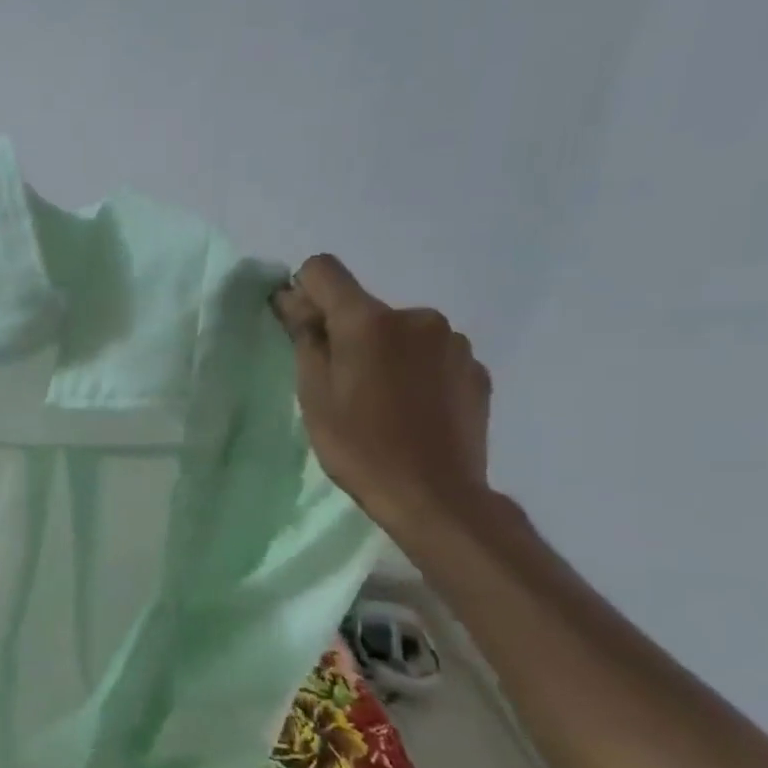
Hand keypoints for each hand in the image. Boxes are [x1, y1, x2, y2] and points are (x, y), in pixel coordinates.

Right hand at [272, 255, 491, 535]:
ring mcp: (453, 342)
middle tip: (341, 385)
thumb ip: (304, 338)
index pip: (324, 270)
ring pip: (401, 332)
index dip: (303, 291)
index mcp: (369, 321)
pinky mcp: (476, 368)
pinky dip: (416, 371)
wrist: (435, 496)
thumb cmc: (359, 447)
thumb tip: (291, 299)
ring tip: (381, 401)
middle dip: (347, 333)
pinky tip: (413, 410)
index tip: (301, 328)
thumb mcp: (314, 395)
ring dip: (385, 352)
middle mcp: (416, 316)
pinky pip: (432, 355)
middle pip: (365, 308)